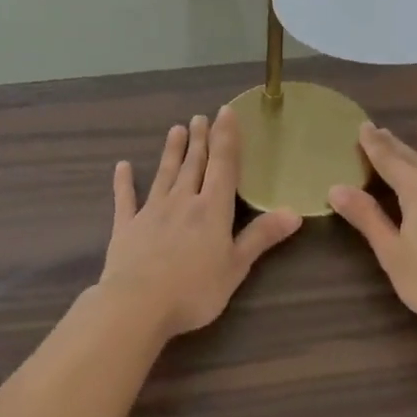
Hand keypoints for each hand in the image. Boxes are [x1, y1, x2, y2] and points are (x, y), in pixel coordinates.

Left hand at [100, 108, 302, 339]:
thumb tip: (295, 212)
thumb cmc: (195, 289)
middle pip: (193, 165)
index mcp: (212, 209)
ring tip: (175, 129)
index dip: (226, 138)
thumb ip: (262, 236)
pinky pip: (125, 200)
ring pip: (164, 175)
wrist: (138, 305)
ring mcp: (151, 212)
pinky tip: (122, 167)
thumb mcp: (237, 266)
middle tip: (200, 116)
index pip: (223, 165)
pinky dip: (124, 182)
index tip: (225, 112)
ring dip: (171, 152)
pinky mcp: (126, 228)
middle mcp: (182, 201)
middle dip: (200, 140)